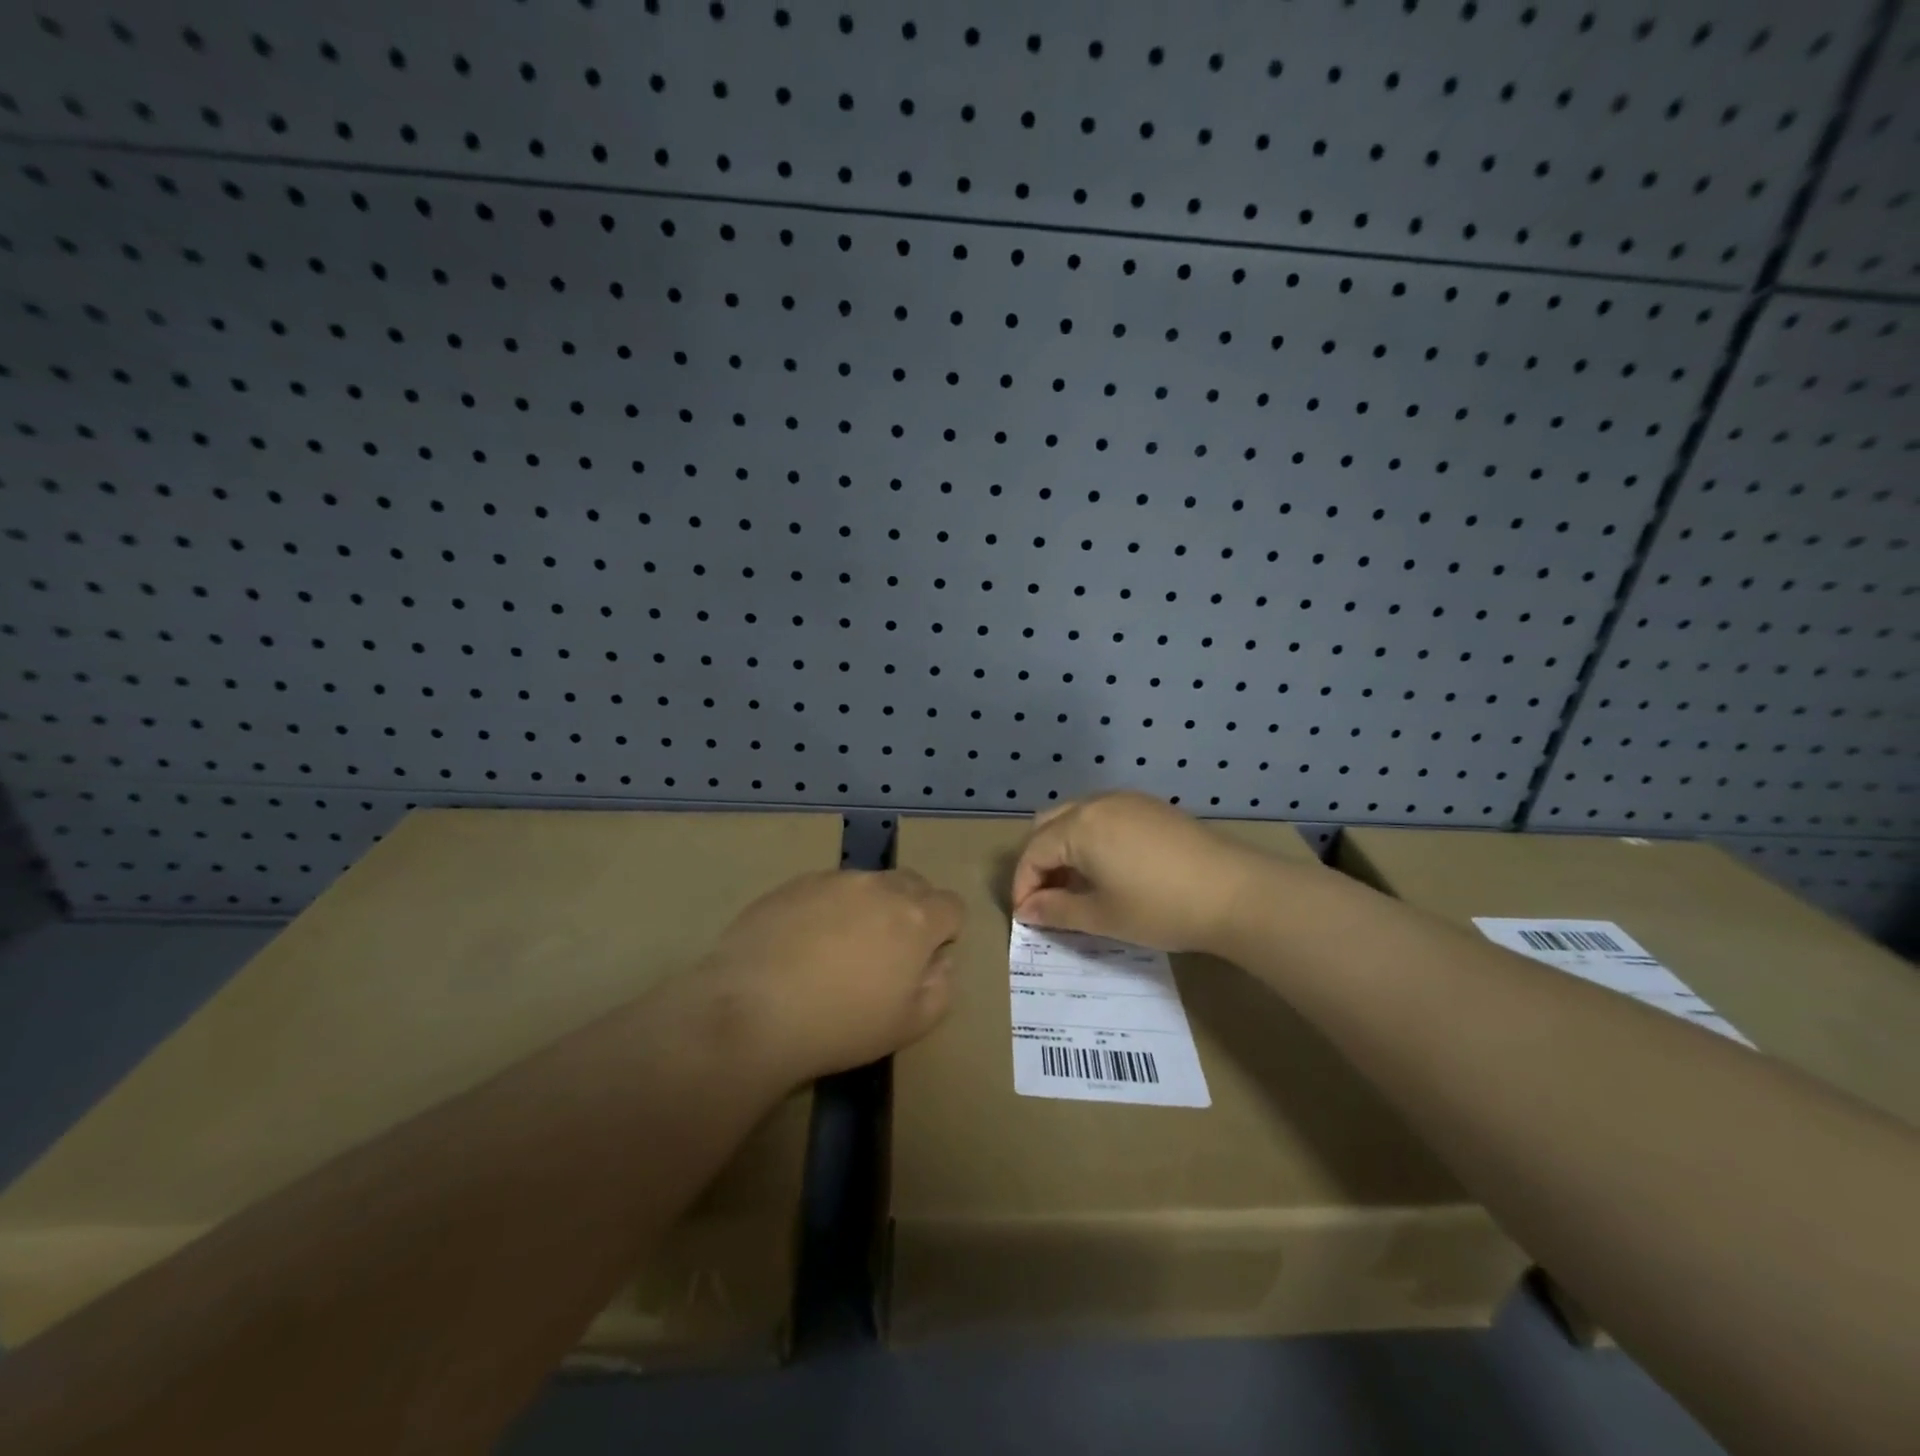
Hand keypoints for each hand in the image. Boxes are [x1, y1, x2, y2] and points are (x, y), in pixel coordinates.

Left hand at [704, 869, 964, 1079]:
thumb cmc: (840, 1025)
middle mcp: (879, 886)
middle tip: (886, 952)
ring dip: (868, 907)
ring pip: (868, 884)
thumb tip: (940, 961)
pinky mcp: (794, 883)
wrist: (753, 1010)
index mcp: (916, 918)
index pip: (952, 906)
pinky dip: (827, 908)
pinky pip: (826, 888)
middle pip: (913, 884)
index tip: (923, 960)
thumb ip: (941, 988)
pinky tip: (802, 945)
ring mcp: (833, 880)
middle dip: (912, 911)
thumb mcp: (909, 1026)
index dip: (945, 932)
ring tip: (837, 950)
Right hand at [1010, 793, 1267, 953]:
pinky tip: (1110, 868)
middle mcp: (1097, 803)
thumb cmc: (1160, 908)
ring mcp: (1127, 800)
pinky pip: (1105, 815)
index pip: (1033, 852)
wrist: (1235, 892)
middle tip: (1048, 897)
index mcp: (1078, 827)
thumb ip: (1056, 911)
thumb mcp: (1102, 916)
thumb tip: (1027, 910)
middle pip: (1049, 825)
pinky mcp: (1152, 807)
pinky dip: (1092, 837)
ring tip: (1077, 885)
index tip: (1027, 917)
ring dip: (1065, 847)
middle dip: (1039, 860)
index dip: (1024, 885)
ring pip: (1077, 816)